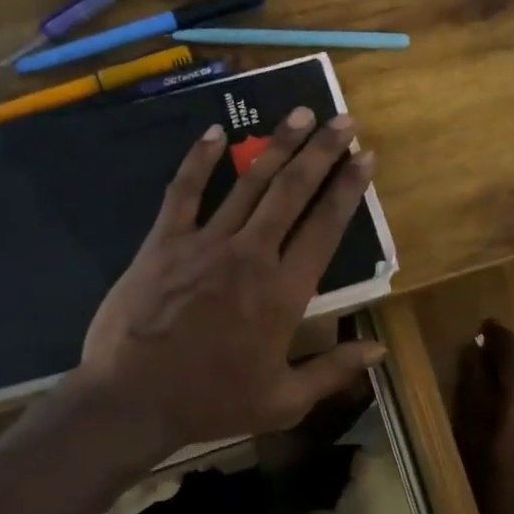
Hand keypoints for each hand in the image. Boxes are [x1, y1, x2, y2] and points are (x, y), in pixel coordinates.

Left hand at [62, 108, 385, 457]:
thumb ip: (334, 370)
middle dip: (321, 151)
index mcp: (285, 291)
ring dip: (277, 145)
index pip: (325, 226)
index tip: (365, 156)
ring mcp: (205, 243)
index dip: (348, 188)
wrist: (132, 400)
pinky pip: (184, 192)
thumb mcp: (284, 400)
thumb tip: (380, 350)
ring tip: (299, 113)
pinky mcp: (164, 242)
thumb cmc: (213, 401)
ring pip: (248, 183)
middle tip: (341, 119)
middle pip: (292, 191)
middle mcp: (251, 255)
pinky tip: (216, 132)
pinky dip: (200, 160)